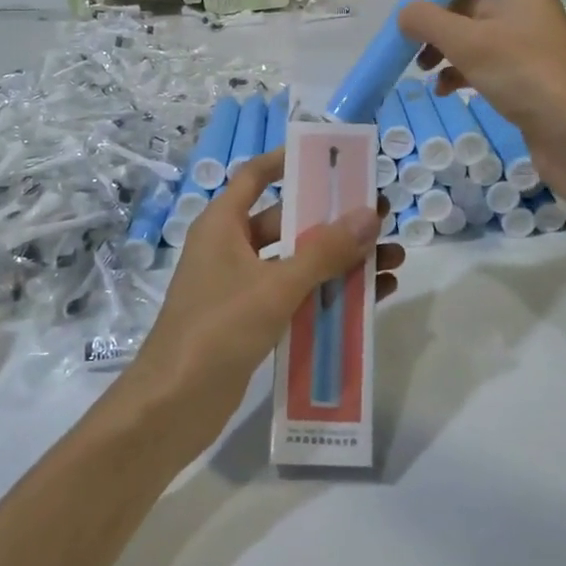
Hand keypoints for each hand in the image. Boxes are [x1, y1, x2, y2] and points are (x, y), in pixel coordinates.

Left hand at [118, 150, 402, 458]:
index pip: (255, 176)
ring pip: (298, 261)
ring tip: (393, 259)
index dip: (289, 160)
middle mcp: (231, 248)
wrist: (172, 409)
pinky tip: (371, 297)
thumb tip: (370, 214)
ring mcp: (241, 286)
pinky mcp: (252, 320)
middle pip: (288, 221)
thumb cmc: (217, 330)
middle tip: (381, 218)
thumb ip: (324, 251)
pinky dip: (329, 293)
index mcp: (223, 225)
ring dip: (341, 260)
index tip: (331, 156)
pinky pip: (296, 295)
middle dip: (335, 220)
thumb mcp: (275, 286)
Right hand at [396, 0, 565, 161]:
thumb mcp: (469, 42)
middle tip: (412, 35)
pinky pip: (487, 68)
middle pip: (479, 3)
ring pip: (478, 39)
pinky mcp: (526, 83)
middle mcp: (528, 16)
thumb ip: (430, 22)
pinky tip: (444, 91)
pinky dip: (462, 74)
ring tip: (421, 68)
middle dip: (443, 17)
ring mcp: (529, 52)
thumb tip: (404, 13)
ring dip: (447, 48)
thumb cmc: (525, 74)